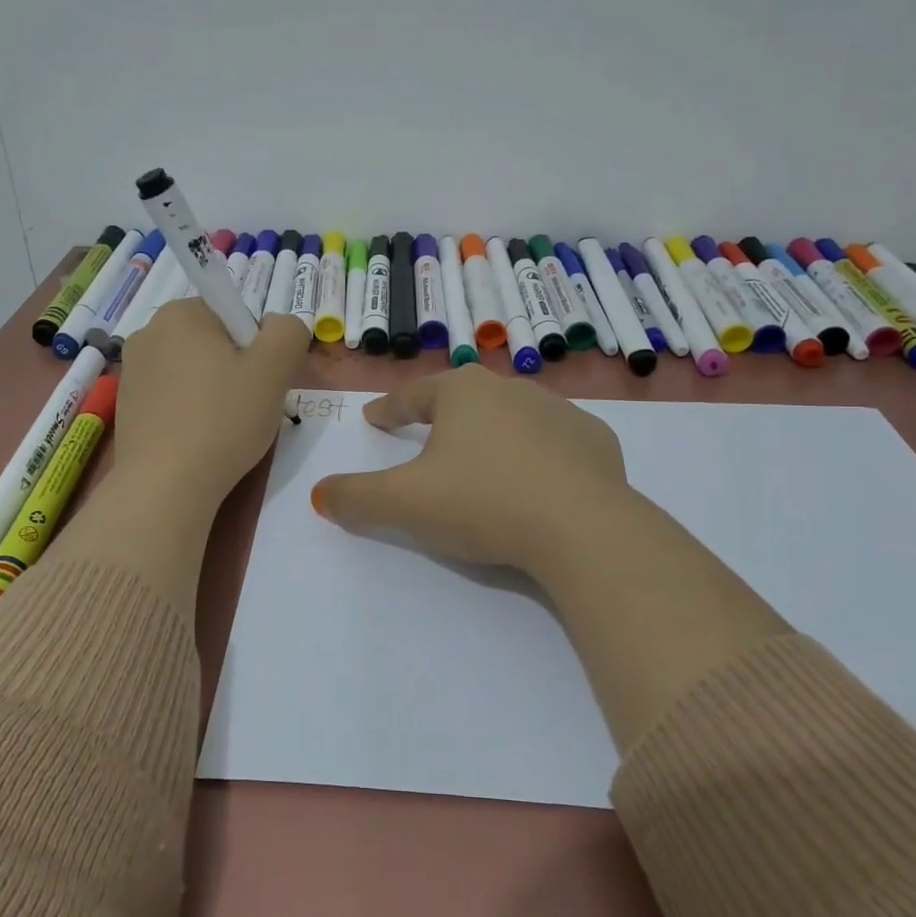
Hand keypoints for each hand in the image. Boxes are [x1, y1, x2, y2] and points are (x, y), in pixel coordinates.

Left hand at [115, 300, 310, 512]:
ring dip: (215, 392)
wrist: (166, 486)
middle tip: (249, 407)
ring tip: (225, 429)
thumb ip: (288, 332)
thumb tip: (280, 326)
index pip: (235, 315)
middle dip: (236, 369)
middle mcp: (149, 333)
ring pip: (194, 371)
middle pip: (213, 342)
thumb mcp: (274, 370)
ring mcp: (132, 371)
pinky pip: (173, 397)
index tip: (260, 382)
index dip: (257, 347)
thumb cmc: (223, 420)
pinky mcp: (127, 406)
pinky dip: (191, 411)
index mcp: (181, 313)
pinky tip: (200, 440)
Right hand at [310, 367, 631, 585]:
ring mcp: (560, 412)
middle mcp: (511, 389)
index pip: (413, 396)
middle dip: (442, 416)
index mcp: (462, 392)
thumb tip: (319, 494)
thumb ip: (356, 497)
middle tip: (426, 434)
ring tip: (483, 461)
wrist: (583, 527)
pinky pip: (556, 444)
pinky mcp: (595, 441)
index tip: (374, 417)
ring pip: (512, 418)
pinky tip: (537, 480)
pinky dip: (540, 456)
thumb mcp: (405, 503)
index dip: (389, 408)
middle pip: (464, 400)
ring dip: (492, 434)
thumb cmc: (482, 501)